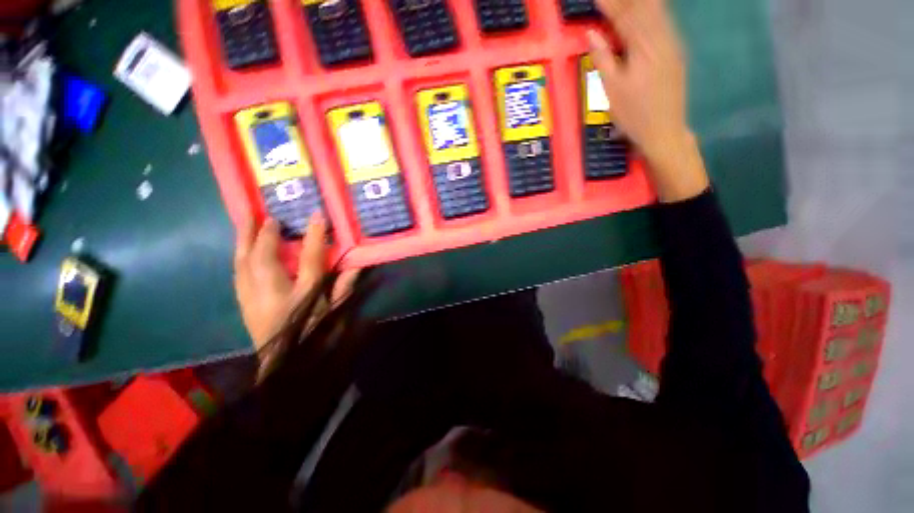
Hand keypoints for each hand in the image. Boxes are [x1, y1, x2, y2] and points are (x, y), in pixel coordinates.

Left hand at [233, 213, 357, 352]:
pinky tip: (242, 247)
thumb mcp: (334, 312)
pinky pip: (238, 271)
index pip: (310, 260)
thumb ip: (345, 287)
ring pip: (242, 261)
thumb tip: (357, 264)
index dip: (315, 237)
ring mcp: (251, 298)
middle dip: (262, 232)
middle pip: (261, 257)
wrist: (283, 364)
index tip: (317, 215)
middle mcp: (271, 294)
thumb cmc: (312, 334)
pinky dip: (240, 255)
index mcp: (301, 296)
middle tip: (263, 212)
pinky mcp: (242, 302)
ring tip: (245, 220)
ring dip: (244, 239)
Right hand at [587, 0, 708, 201]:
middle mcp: (661, 38)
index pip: (623, 16)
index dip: (608, 4)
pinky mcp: (676, 50)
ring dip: (640, 3)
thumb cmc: (634, 115)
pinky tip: (644, 10)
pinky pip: (663, 21)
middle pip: (643, 7)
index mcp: (643, 48)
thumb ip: (603, 59)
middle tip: (608, 0)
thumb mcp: (612, 90)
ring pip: (656, 10)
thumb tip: (592, 34)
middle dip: (625, 0)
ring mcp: (672, 43)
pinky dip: (651, 11)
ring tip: (625, 3)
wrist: (664, 130)